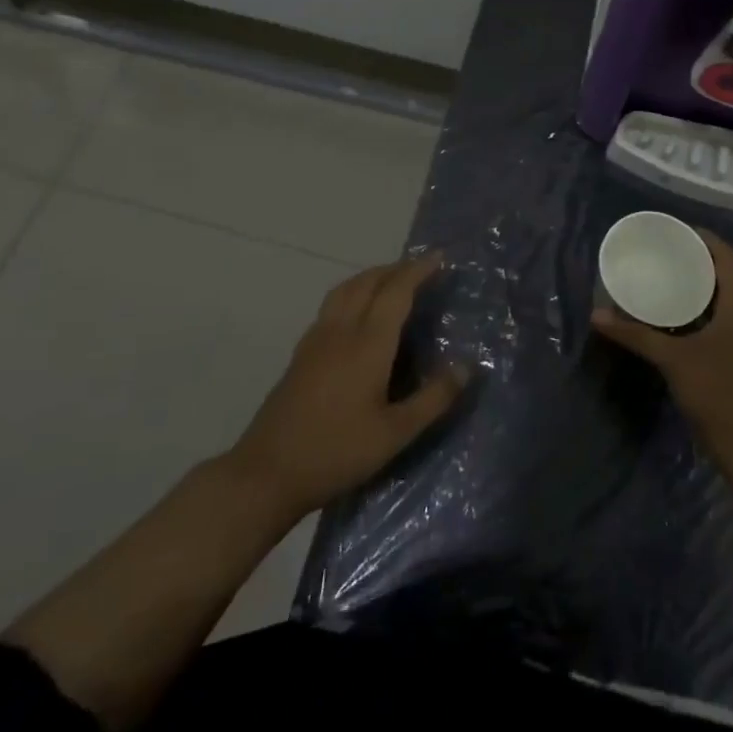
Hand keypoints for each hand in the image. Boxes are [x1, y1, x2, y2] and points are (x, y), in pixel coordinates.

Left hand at [228, 255, 467, 521]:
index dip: (419, 270)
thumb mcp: (395, 434)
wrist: (265, 474)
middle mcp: (341, 331)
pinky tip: (357, 314)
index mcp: (367, 343)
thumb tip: (466, 366)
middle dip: (397, 268)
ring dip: (372, 276)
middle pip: (369, 281)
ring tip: (392, 282)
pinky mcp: (301, 354)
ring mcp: (316, 340)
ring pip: (346, 289)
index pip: (397, 291)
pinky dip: (352, 292)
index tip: (440, 257)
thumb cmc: (336, 453)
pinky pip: (331, 305)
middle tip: (422, 268)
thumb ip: (433, 399)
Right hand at [592, 230, 732, 455]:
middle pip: (723, 277)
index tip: (677, 231)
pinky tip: (669, 319)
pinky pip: (712, 322)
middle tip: (663, 253)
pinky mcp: (731, 360)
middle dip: (696, 261)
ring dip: (695, 287)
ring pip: (718, 301)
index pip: (728, 259)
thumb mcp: (674, 360)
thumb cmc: (718, 392)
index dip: (706, 240)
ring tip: (662, 278)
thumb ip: (637, 336)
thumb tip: (598, 315)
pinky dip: (693, 312)